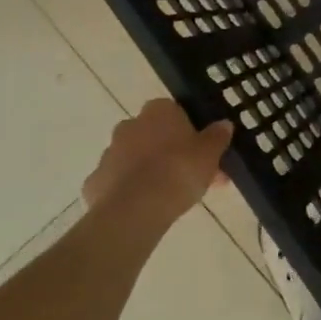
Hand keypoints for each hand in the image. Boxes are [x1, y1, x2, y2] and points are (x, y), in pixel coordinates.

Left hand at [82, 100, 232, 231]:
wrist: (135, 208)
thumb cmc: (179, 171)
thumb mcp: (210, 153)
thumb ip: (217, 137)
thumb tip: (224, 124)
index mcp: (158, 111)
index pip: (176, 112)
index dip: (191, 133)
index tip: (203, 152)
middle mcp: (130, 125)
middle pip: (155, 136)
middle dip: (172, 153)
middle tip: (194, 178)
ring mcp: (109, 153)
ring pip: (136, 159)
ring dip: (152, 171)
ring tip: (173, 198)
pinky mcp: (96, 181)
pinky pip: (118, 182)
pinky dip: (131, 191)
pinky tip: (147, 208)